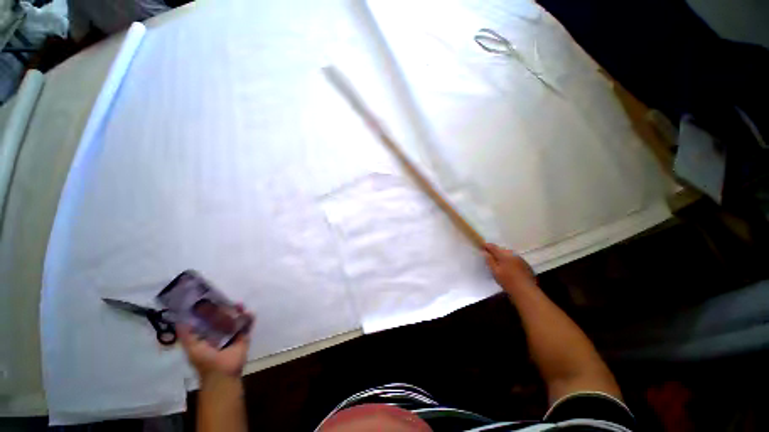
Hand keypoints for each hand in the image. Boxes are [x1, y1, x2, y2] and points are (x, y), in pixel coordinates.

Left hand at [178, 305, 252, 380]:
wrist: (223, 373)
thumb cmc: (205, 361)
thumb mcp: (192, 347)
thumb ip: (186, 335)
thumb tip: (180, 318)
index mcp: (207, 335)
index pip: (208, 320)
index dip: (210, 310)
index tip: (211, 299)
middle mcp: (220, 333)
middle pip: (224, 317)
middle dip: (226, 309)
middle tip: (227, 300)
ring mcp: (233, 334)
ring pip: (236, 319)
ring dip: (239, 311)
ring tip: (240, 305)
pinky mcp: (244, 336)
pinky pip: (248, 325)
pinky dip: (250, 318)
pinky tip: (249, 312)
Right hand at [483, 243, 536, 293]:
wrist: (526, 291)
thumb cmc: (508, 281)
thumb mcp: (495, 272)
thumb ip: (489, 261)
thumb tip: (484, 252)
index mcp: (505, 255)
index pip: (493, 247)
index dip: (487, 246)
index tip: (481, 246)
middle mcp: (513, 255)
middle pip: (502, 250)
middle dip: (495, 251)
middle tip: (489, 255)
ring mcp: (521, 259)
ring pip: (509, 254)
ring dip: (503, 256)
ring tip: (499, 262)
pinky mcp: (526, 265)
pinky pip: (515, 259)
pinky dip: (510, 261)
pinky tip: (509, 268)